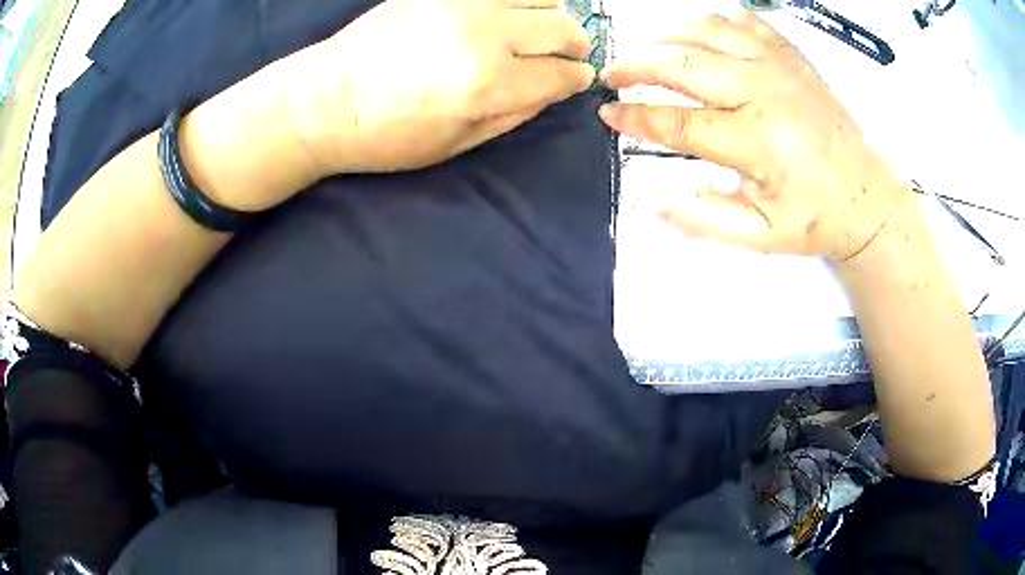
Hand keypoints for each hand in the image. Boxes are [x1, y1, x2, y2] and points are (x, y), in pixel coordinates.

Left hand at [285, 0, 595, 174]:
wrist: (322, 101)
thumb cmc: (384, 136)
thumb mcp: (455, 144)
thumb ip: (514, 115)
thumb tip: (551, 89)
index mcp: (488, 85)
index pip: (561, 74)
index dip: (575, 78)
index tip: (576, 78)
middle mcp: (484, 35)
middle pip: (563, 27)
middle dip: (575, 44)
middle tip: (566, 54)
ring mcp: (462, 3)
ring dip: (551, 13)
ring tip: (536, 30)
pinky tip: (508, 12)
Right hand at [598, 12, 912, 262]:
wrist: (866, 197)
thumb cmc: (816, 218)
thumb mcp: (758, 234)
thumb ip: (701, 217)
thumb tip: (649, 202)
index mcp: (756, 141)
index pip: (676, 122)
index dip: (635, 116)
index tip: (609, 113)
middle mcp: (764, 92)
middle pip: (683, 63)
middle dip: (638, 65)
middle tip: (615, 73)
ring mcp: (781, 67)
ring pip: (709, 30)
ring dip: (670, 35)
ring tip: (651, 48)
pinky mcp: (793, 57)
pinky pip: (746, 21)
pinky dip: (717, 21)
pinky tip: (703, 32)